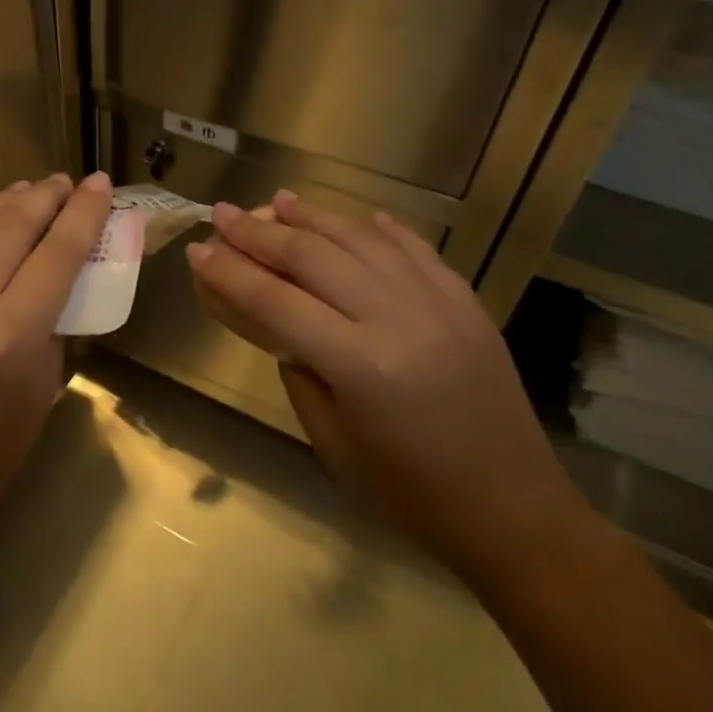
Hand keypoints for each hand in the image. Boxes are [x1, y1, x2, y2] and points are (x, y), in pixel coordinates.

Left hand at [0, 172, 114, 555]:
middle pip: (8, 225)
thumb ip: (53, 317)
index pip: (57, 253)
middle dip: (42, 197)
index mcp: (7, 335)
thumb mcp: (43, 382)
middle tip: (60, 184)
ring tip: (18, 196)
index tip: (98, 182)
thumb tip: (58, 260)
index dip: (82, 212)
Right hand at [186, 192, 585, 582]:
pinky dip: (381, 228)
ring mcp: (439, 304)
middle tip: (223, 212)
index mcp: (359, 365)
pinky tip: (357, 217)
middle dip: (260, 232)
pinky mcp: (467, 303)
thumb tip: (281, 325)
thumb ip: (300, 373)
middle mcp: (398, 319)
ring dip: (314, 217)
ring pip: (362, 240)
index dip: (229, 272)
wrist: (514, 511)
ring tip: (278, 200)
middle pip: (313, 257)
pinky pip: (416, 249)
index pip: (274, 301)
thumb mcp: (331, 444)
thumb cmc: (409, 494)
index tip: (198, 250)